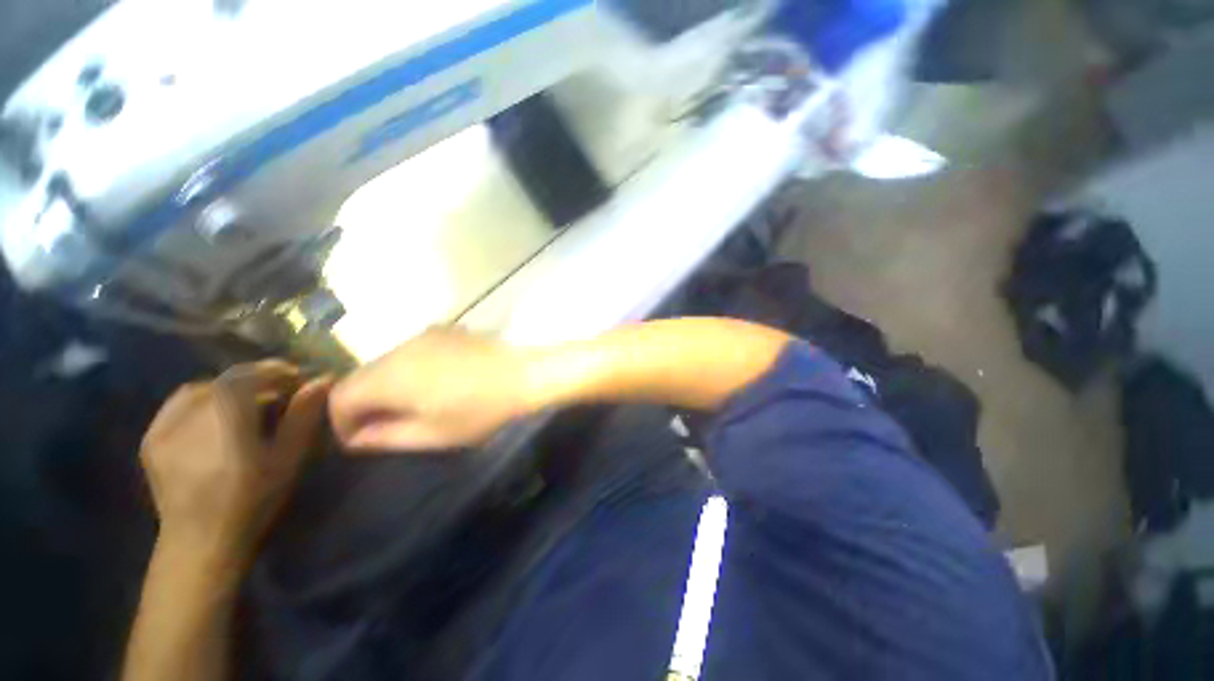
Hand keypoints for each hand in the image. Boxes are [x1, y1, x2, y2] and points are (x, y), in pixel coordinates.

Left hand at [140, 361, 331, 556]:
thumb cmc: (253, 497)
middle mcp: (190, 410)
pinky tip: (213, 418)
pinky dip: (200, 402)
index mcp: (225, 412)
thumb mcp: (288, 456)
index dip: (277, 371)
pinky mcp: (151, 438)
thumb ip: (303, 415)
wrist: (200, 539)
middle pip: (226, 380)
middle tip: (278, 393)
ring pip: (201, 389)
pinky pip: (177, 406)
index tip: (299, 378)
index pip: (251, 374)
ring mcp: (165, 424)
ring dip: (228, 390)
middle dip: (255, 381)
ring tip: (246, 405)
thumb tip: (323, 379)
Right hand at [329, 327, 534, 451]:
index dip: (341, 422)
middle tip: (383, 425)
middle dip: (362, 403)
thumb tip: (358, 437)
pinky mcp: (443, 330)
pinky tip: (431, 382)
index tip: (360, 439)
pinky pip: (410, 351)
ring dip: (384, 385)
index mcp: (392, 376)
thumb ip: (388, 436)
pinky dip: (406, 369)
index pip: (341, 396)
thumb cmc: (481, 409)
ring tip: (408, 405)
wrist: (524, 374)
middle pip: (360, 376)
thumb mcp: (434, 434)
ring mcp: (423, 335)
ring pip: (384, 361)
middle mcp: (400, 349)